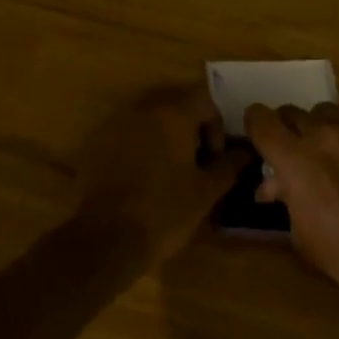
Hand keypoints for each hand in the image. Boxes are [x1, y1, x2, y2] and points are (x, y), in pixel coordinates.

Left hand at [70, 85, 243, 266]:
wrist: (105, 239)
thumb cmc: (164, 212)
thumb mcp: (205, 192)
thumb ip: (228, 166)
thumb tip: (243, 153)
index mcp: (172, 113)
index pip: (204, 99)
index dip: (216, 126)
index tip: (214, 158)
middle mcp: (141, 108)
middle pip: (174, 102)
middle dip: (189, 126)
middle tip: (195, 161)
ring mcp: (114, 122)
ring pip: (148, 116)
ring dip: (163, 134)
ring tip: (169, 169)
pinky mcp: (94, 141)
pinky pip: (125, 131)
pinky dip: (138, 144)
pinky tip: (140, 176)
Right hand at [247, 102, 338, 330]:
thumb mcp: (300, 234)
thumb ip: (285, 199)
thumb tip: (276, 185)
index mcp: (295, 159)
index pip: (261, 120)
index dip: (253, 125)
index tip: (255, 136)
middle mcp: (321, 135)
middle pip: (290, 112)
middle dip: (284, 130)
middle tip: (287, 153)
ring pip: (322, 112)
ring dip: (313, 127)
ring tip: (320, 153)